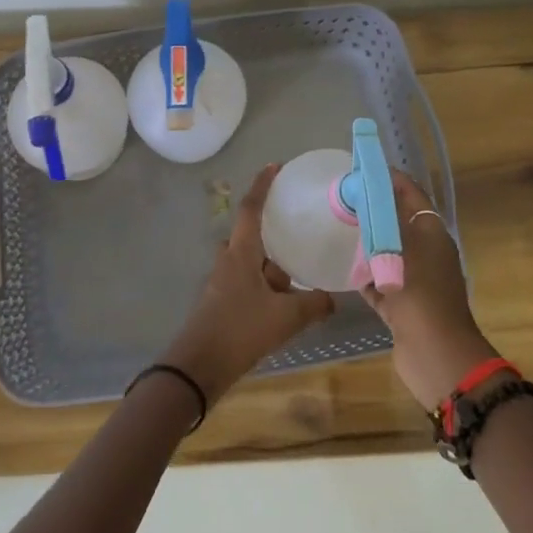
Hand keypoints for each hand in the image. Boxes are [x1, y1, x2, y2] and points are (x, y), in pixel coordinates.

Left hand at [161, 164, 334, 401]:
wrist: (198, 366)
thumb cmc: (240, 329)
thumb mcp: (285, 318)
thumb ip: (313, 305)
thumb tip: (333, 299)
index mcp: (241, 251)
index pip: (252, 208)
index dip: (263, 185)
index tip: (275, 167)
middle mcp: (229, 259)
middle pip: (252, 236)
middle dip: (274, 235)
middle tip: (300, 232)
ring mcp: (223, 280)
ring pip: (252, 262)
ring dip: (272, 266)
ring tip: (300, 273)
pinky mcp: (222, 301)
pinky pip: (248, 281)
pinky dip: (266, 285)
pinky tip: (285, 303)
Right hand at [359, 168, 498, 409]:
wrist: (436, 356)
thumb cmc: (420, 294)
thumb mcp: (400, 248)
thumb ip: (382, 219)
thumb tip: (367, 190)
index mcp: (433, 234)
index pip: (411, 194)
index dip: (390, 179)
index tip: (360, 169)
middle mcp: (427, 253)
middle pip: (398, 222)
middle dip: (373, 209)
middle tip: (342, 198)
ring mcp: (415, 281)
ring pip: (388, 252)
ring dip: (367, 242)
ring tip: (337, 228)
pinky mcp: (402, 305)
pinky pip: (380, 282)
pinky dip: (365, 275)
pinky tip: (343, 268)